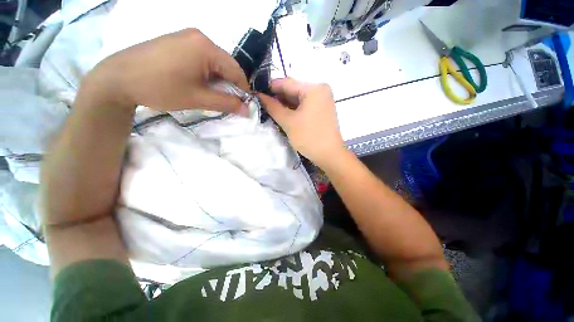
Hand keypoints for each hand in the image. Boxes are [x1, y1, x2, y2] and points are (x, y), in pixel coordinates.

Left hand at [84, 28, 248, 113]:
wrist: (118, 78)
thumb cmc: (161, 88)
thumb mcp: (199, 99)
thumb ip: (227, 103)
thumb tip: (248, 110)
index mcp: (206, 48)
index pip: (237, 71)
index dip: (243, 90)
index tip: (244, 105)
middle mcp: (200, 37)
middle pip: (226, 65)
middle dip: (230, 85)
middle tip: (226, 101)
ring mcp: (187, 37)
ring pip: (215, 62)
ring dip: (218, 80)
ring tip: (210, 93)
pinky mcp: (178, 41)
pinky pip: (203, 58)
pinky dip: (207, 73)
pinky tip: (199, 83)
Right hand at [259, 78, 345, 167]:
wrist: (329, 155)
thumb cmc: (309, 137)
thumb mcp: (288, 122)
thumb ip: (273, 107)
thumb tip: (259, 96)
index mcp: (314, 89)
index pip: (287, 83)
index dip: (270, 88)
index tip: (257, 93)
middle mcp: (320, 90)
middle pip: (293, 90)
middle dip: (278, 97)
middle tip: (262, 103)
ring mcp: (323, 100)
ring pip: (299, 98)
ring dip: (285, 104)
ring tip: (270, 109)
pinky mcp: (322, 109)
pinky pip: (305, 105)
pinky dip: (294, 109)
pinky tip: (283, 114)